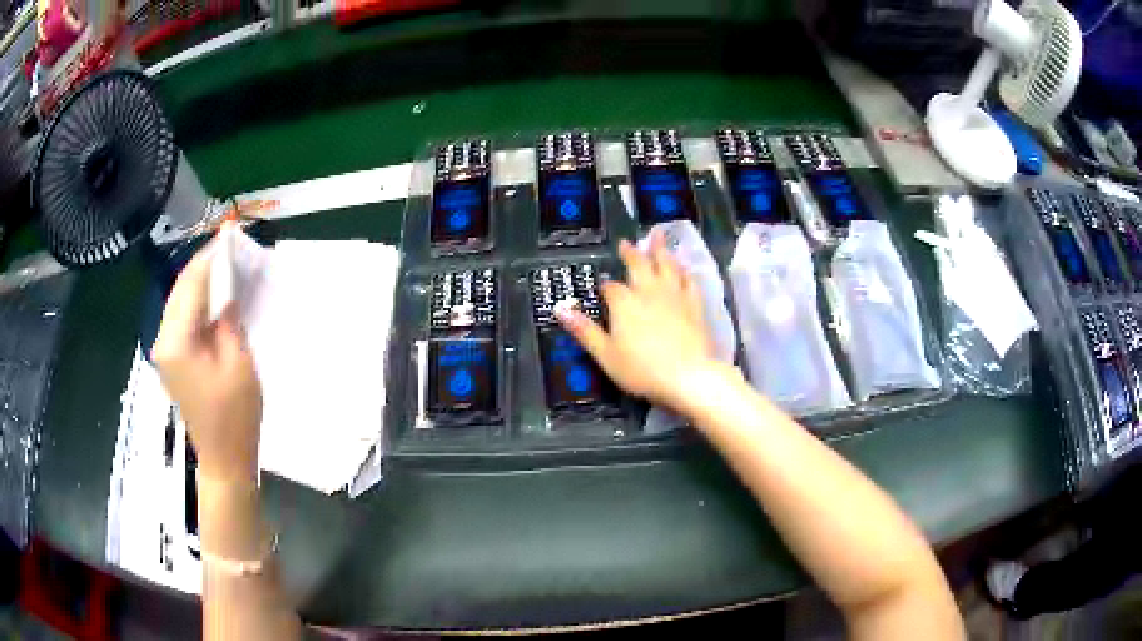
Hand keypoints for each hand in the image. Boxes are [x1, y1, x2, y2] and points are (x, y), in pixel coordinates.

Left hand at [153, 236, 261, 484]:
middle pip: (181, 288)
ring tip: (225, 265)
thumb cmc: (235, 416)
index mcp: (177, 340)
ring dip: (200, 281)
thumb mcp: (239, 362)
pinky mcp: (171, 358)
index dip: (210, 257)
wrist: (224, 458)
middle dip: (204, 265)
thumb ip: (228, 317)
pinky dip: (197, 301)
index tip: (230, 234)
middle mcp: (163, 339)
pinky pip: (182, 317)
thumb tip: (227, 284)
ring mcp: (164, 349)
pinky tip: (215, 296)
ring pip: (179, 300)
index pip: (191, 284)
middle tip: (230, 247)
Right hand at [557, 232, 719, 412]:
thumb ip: (584, 331)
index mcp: (624, 302)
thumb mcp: (605, 354)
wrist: (689, 375)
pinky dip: (684, 270)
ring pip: (666, 265)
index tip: (602, 287)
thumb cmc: (642, 369)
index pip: (610, 287)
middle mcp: (648, 290)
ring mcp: (674, 295)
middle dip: (630, 253)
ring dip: (660, 250)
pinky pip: (689, 280)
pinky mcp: (695, 304)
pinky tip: (684, 267)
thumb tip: (560, 309)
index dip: (605, 286)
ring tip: (658, 236)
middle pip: (639, 264)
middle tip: (626, 242)